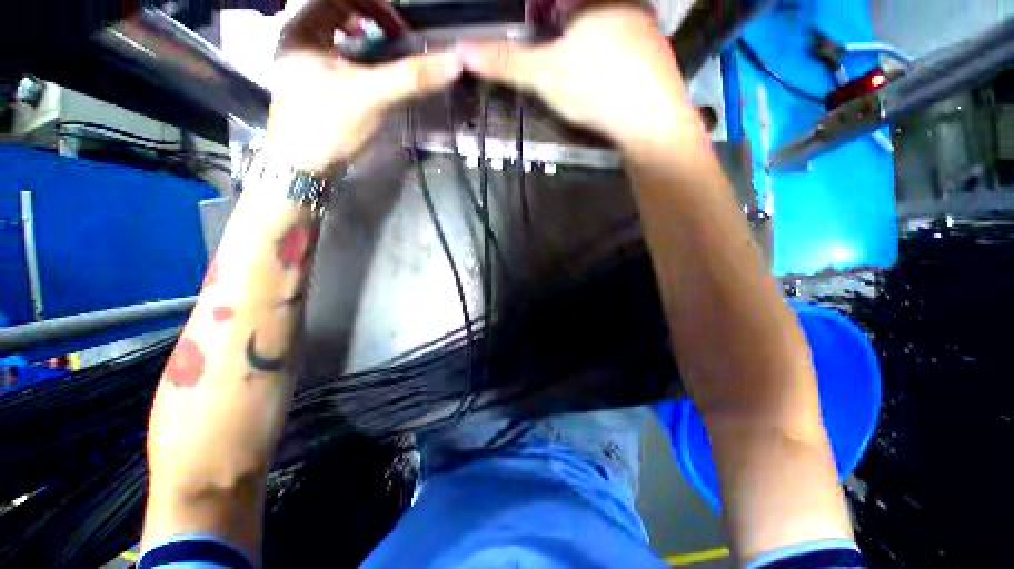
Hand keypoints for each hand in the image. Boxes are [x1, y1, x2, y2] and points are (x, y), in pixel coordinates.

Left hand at [267, 0, 462, 171]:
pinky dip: (356, 58)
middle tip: (395, 38)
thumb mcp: (371, 96)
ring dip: (363, 38)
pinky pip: (335, 57)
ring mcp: (303, 63)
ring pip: (334, 34)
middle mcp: (297, 40)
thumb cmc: (329, 125)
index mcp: (301, 30)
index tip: (399, 27)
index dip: (372, 5)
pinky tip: (368, 75)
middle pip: (335, 11)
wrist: (304, 167)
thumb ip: (411, 78)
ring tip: (384, 53)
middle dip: (369, 19)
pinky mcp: (312, 84)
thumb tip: (454, 63)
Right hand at [461, 5, 699, 153]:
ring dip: (588, 40)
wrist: (649, 122)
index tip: (535, 27)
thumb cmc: (594, 88)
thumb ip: (505, 62)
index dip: (541, 13)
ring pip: (608, 25)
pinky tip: (604, 81)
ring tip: (576, 70)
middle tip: (552, 47)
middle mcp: (627, 4)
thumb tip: (463, 51)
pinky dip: (609, 56)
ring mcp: (647, 28)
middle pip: (585, 8)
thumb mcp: (543, 75)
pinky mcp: (658, 55)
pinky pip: (627, 45)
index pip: (558, 0)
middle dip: (564, 23)